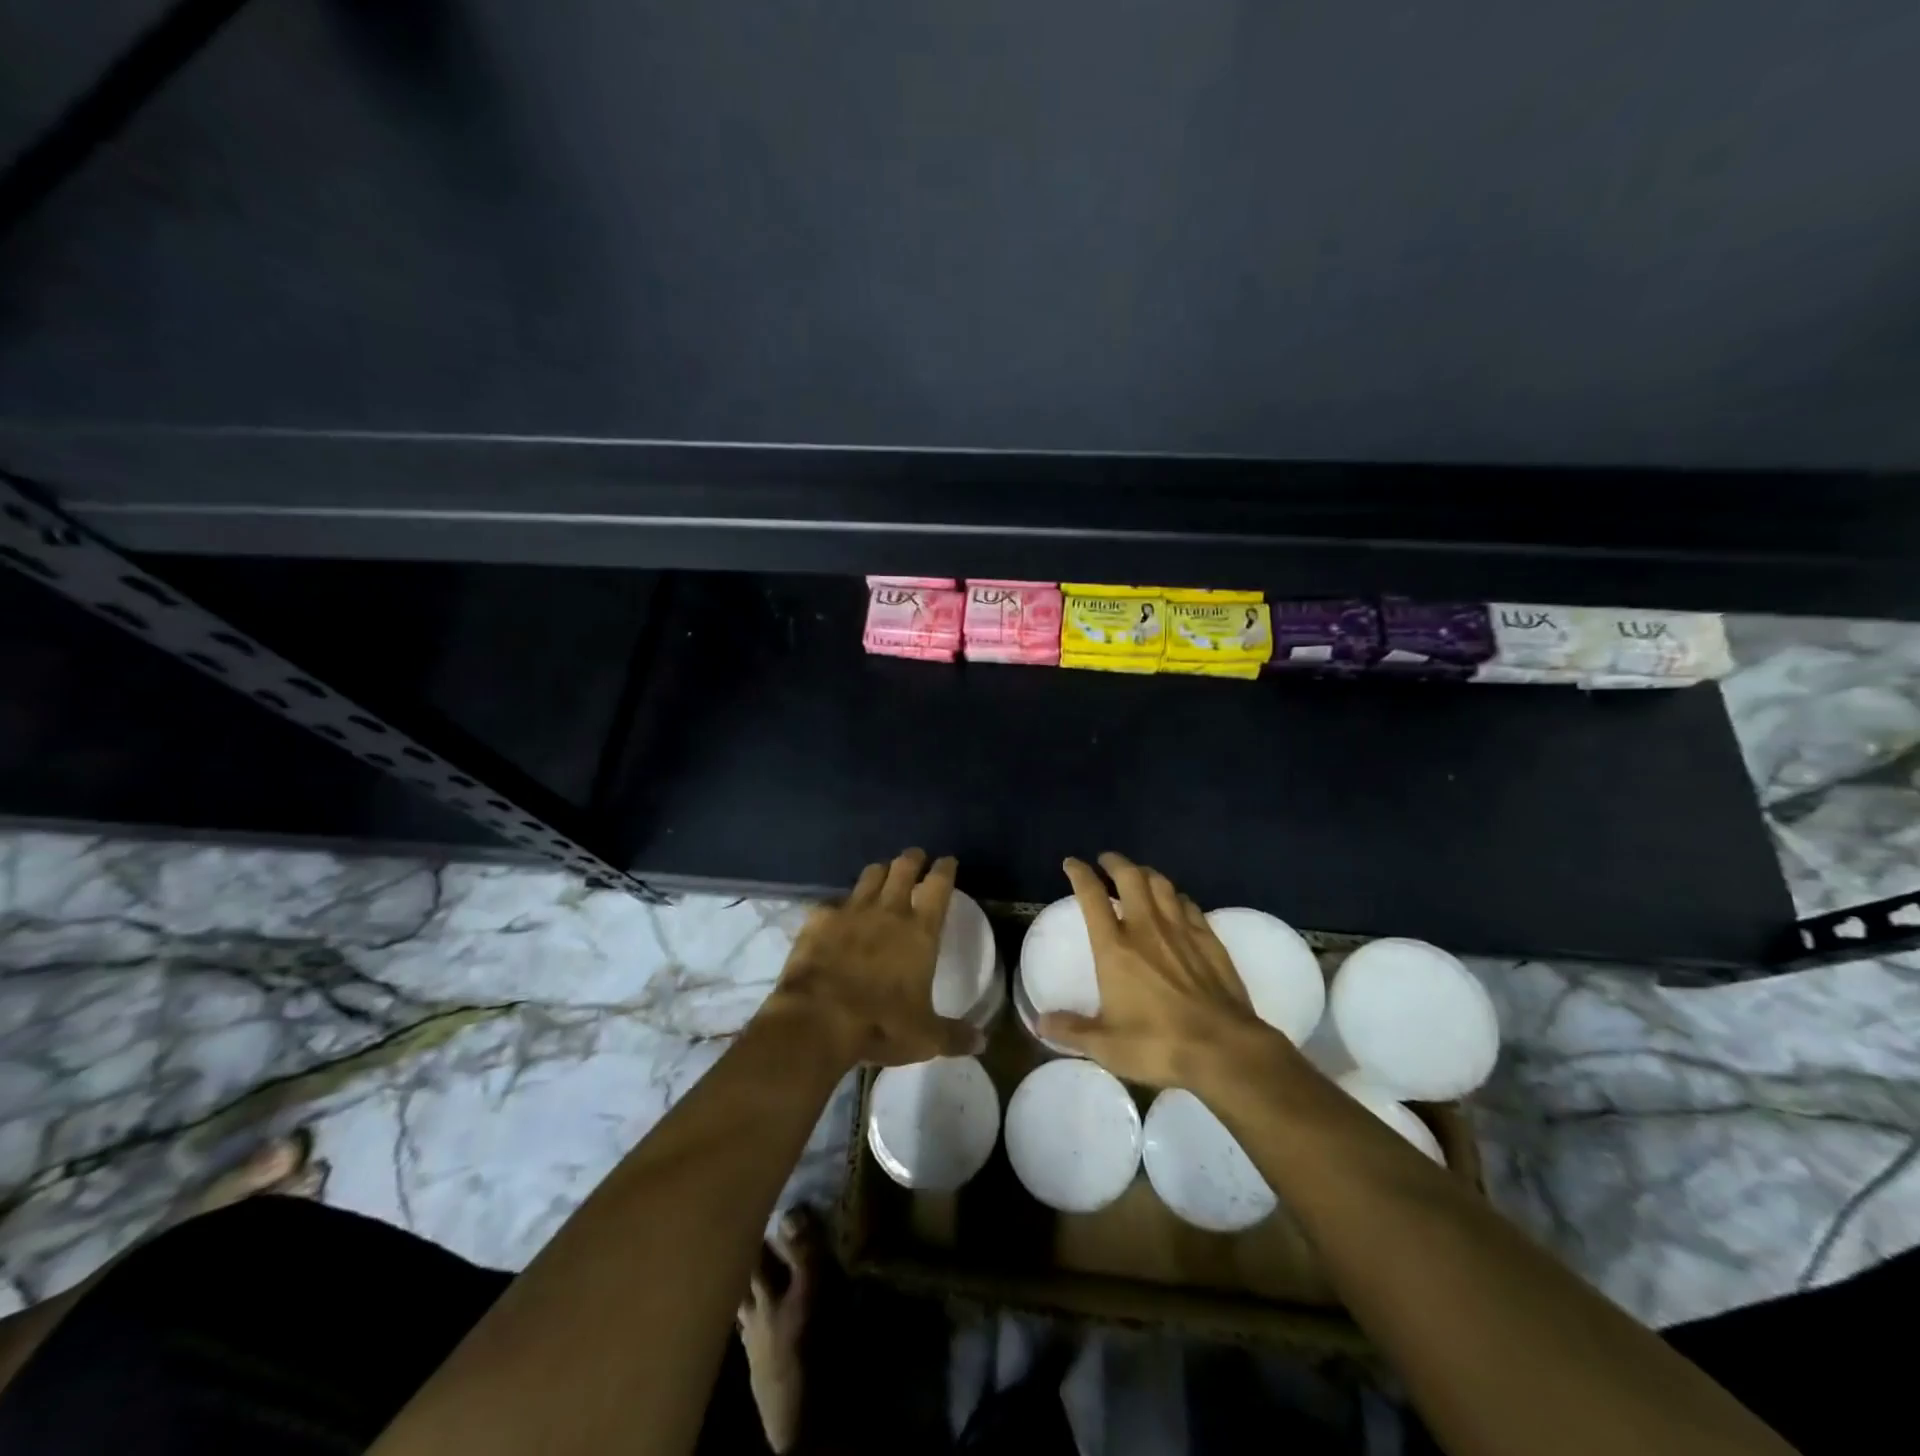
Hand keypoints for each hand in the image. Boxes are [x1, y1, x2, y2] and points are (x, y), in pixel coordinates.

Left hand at [769, 848, 983, 1067]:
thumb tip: (983, 1043)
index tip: (948, 861)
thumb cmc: (880, 1024)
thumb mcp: (925, 1037)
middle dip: (912, 859)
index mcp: (920, 931)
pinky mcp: (819, 920)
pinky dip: (840, 905)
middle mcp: (888, 911)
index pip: (938, 886)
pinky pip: (833, 903)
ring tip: (883, 874)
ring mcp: (851, 911)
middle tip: (916, 857)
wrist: (818, 1019)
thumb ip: (954, 1035)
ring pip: (870, 876)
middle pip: (903, 868)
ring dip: (880, 872)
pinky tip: (838, 914)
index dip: (945, 870)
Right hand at [1037, 853, 1267, 1087]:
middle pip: (1130, 878)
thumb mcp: (1105, 1045)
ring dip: (1146, 873)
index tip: (1072, 863)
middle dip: (1115, 862)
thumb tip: (1041, 1023)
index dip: (1080, 874)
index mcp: (1115, 948)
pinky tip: (1176, 902)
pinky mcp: (1209, 940)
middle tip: (1106, 861)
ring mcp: (1181, 931)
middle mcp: (1146, 929)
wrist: (1223, 1049)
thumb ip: (1071, 1030)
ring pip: (1162, 885)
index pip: (1092, 897)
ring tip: (1138, 874)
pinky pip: (1189, 904)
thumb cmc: (1158, 1044)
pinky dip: (1176, 896)